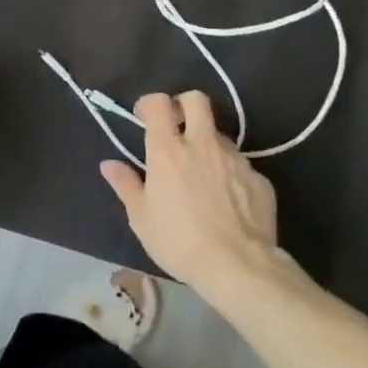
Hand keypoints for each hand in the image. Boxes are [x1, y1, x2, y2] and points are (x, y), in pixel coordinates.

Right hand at [100, 91, 288, 306]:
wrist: (239, 267)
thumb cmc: (179, 241)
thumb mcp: (141, 218)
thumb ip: (125, 185)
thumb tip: (109, 165)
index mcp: (168, 149)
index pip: (159, 103)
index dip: (150, 104)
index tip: (144, 118)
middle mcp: (203, 144)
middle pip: (196, 100)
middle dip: (184, 105)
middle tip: (177, 126)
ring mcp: (235, 159)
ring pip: (220, 134)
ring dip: (207, 144)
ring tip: (202, 173)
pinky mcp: (259, 178)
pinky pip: (241, 165)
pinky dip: (230, 173)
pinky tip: (227, 200)